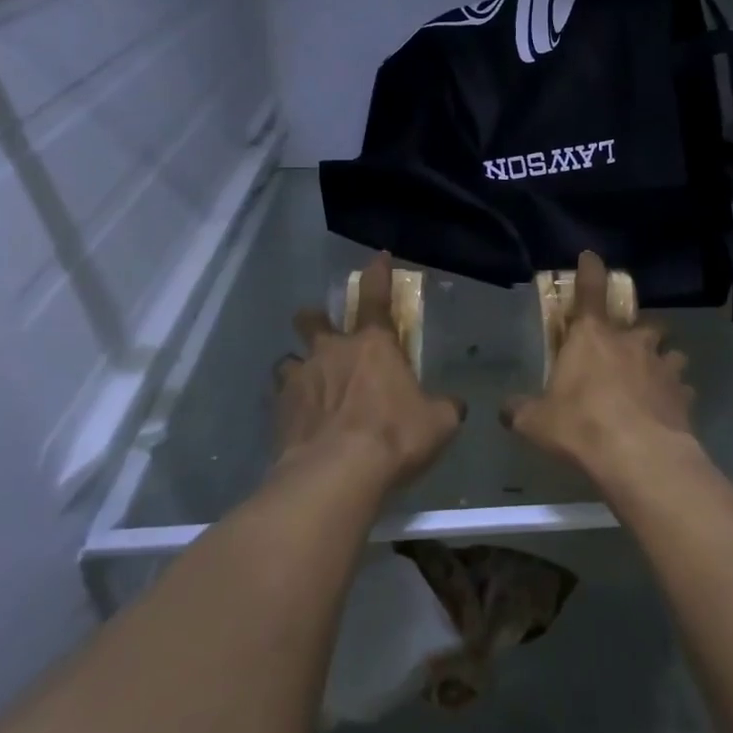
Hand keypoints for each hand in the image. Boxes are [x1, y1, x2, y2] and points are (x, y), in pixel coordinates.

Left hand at [275, 253, 462, 484]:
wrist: (336, 475)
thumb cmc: (394, 438)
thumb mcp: (438, 423)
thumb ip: (444, 407)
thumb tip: (453, 405)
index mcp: (374, 345)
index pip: (376, 296)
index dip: (377, 273)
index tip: (377, 257)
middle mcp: (332, 351)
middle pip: (313, 319)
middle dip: (316, 318)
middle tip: (322, 329)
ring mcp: (300, 378)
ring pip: (288, 358)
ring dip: (298, 366)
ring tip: (306, 384)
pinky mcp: (279, 409)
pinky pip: (279, 396)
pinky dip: (288, 404)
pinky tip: (297, 421)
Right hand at [503, 251, 694, 475]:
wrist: (639, 457)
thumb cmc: (582, 426)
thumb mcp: (537, 422)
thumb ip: (520, 411)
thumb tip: (505, 410)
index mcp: (592, 337)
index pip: (591, 291)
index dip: (591, 271)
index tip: (592, 257)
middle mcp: (631, 343)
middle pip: (643, 324)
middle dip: (638, 333)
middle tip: (627, 350)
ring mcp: (662, 367)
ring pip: (671, 353)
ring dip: (663, 361)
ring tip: (655, 379)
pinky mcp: (684, 395)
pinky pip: (683, 388)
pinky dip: (676, 395)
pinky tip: (668, 411)